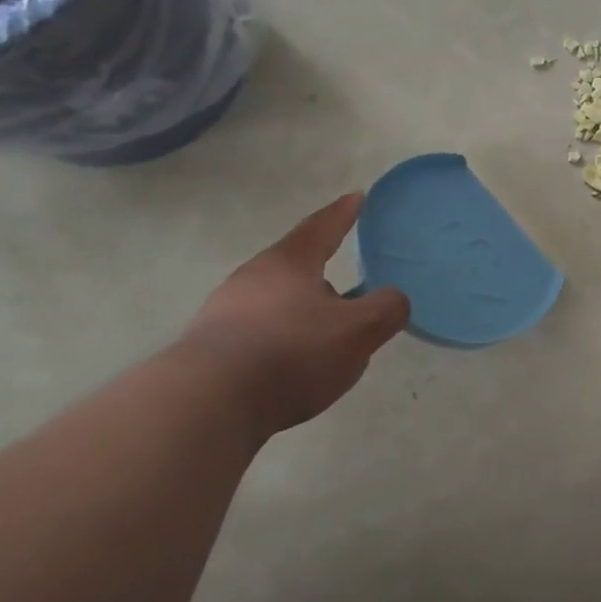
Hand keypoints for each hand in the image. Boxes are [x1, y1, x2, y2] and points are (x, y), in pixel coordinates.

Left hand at [179, 194, 409, 435]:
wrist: (207, 404)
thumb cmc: (292, 353)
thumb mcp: (359, 331)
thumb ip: (387, 309)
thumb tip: (394, 299)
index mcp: (289, 263)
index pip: (322, 228)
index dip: (343, 214)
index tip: (356, 197)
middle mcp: (252, 278)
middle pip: (295, 266)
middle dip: (322, 274)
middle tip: (349, 288)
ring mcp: (224, 312)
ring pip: (275, 301)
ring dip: (300, 310)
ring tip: (324, 334)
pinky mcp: (209, 348)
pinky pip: (258, 332)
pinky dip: (281, 338)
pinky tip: (292, 363)